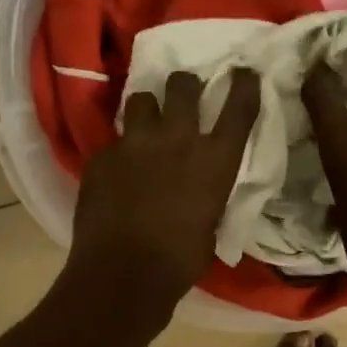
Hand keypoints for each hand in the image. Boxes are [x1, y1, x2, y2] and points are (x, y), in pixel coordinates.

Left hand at [68, 68, 261, 318]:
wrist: (123, 273)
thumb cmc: (180, 261)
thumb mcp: (211, 223)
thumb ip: (208, 194)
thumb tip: (201, 190)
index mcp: (215, 160)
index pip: (238, 107)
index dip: (243, 84)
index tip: (243, 73)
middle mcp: (178, 140)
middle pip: (183, 85)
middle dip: (184, 86)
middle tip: (183, 95)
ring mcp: (136, 143)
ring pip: (141, 99)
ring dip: (147, 109)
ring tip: (145, 126)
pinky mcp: (102, 155)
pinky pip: (114, 141)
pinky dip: (119, 152)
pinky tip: (116, 172)